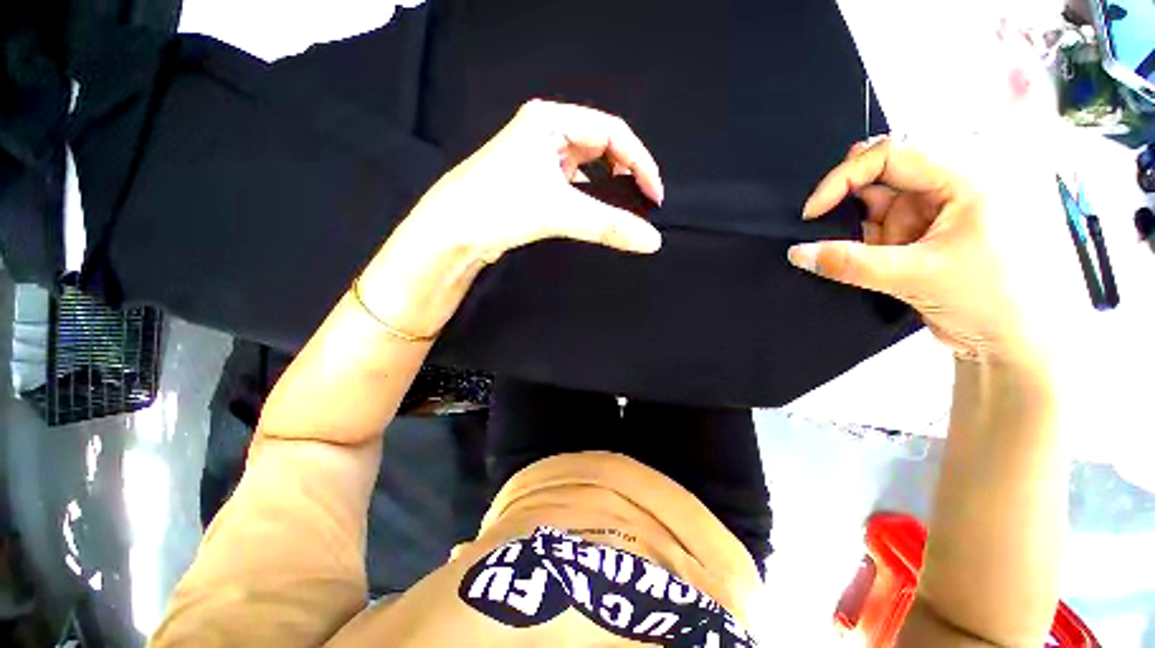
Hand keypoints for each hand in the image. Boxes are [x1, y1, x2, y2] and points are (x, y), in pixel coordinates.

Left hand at [404, 99, 664, 257]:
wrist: (451, 233)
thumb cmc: (497, 207)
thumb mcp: (559, 211)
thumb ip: (609, 225)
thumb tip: (651, 240)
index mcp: (550, 121)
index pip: (612, 132)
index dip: (639, 162)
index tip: (653, 194)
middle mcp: (544, 134)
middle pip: (601, 148)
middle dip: (626, 172)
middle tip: (642, 201)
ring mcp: (537, 159)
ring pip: (587, 168)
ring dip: (608, 187)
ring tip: (623, 208)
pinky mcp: (533, 183)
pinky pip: (572, 185)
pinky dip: (589, 198)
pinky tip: (594, 212)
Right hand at [787, 136, 1069, 367]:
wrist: (1017, 343)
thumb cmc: (990, 300)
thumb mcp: (916, 276)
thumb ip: (850, 263)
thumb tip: (796, 253)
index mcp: (966, 176)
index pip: (891, 154)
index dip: (843, 178)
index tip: (812, 212)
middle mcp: (951, 183)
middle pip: (882, 175)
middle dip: (848, 201)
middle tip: (821, 227)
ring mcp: (938, 209)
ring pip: (877, 203)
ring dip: (854, 226)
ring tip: (850, 252)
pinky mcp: (926, 232)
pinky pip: (881, 226)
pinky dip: (861, 241)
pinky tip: (855, 258)